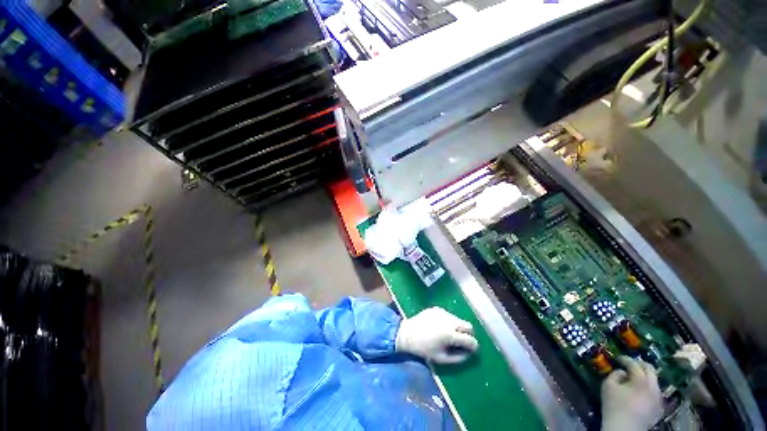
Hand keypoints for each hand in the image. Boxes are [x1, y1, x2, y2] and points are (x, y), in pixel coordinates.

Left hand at [395, 307, 478, 363]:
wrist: (407, 333)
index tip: (472, 350)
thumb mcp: (441, 358)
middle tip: (461, 341)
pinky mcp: (437, 309)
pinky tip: (439, 327)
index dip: (474, 346)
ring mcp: (443, 313)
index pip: (470, 339)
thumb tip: (469, 354)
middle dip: (468, 334)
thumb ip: (458, 358)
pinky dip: (448, 321)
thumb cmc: (424, 349)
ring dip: (458, 327)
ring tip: (448, 334)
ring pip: (458, 319)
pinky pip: (448, 315)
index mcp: (450, 335)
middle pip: (468, 325)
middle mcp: (449, 321)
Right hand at [602, 356, 662, 430]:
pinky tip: (641, 393)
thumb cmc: (614, 405)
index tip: (618, 358)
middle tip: (630, 364)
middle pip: (650, 369)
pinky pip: (655, 393)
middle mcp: (653, 386)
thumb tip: (622, 371)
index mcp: (640, 380)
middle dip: (640, 364)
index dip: (625, 359)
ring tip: (635, 378)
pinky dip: (648, 388)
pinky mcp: (659, 407)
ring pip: (654, 381)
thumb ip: (615, 374)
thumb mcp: (608, 386)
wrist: (625, 428)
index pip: (634, 364)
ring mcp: (658, 398)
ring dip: (645, 377)